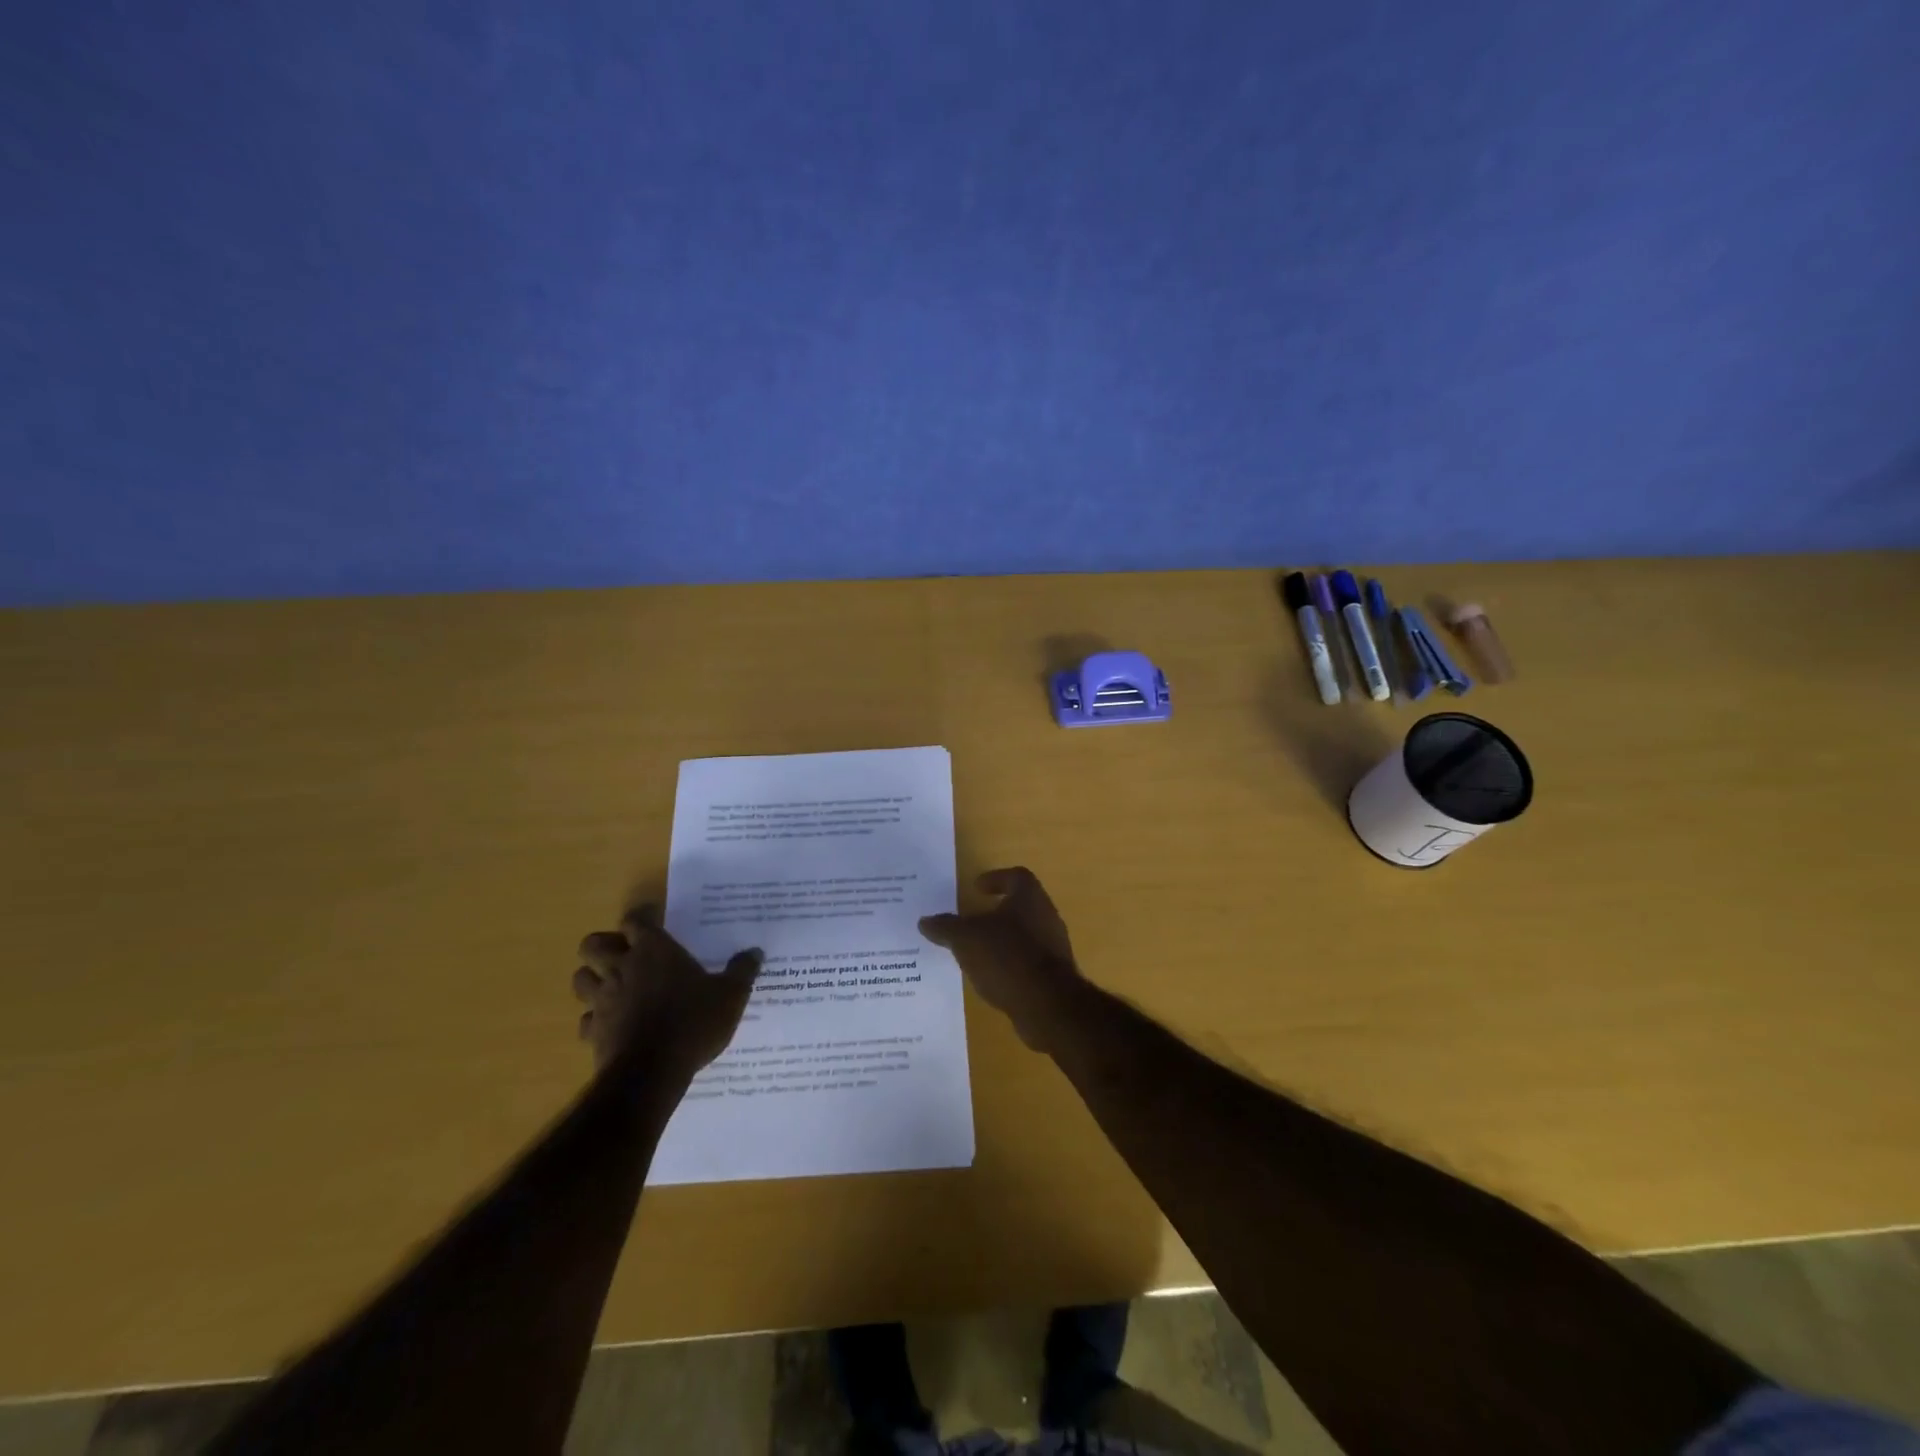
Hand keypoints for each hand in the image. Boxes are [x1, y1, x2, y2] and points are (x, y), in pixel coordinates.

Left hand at [572, 907, 760, 1076]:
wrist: (652, 1072)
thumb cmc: (693, 1021)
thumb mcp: (731, 995)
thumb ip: (742, 970)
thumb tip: (755, 952)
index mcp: (653, 950)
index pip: (635, 920)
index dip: (642, 918)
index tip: (654, 921)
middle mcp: (622, 968)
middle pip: (593, 944)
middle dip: (604, 946)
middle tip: (625, 954)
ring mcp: (603, 1000)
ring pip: (580, 979)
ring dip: (593, 979)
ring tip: (613, 985)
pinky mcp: (593, 1032)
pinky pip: (585, 1020)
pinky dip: (595, 1019)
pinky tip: (612, 1024)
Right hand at [918, 867, 1085, 1050]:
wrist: (1048, 1005)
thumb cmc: (1007, 957)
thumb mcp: (966, 939)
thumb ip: (946, 927)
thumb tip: (925, 921)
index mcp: (1030, 897)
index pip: (1016, 876)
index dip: (996, 879)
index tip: (976, 888)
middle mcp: (1046, 916)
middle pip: (1021, 906)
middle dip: (996, 912)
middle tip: (971, 920)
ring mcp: (1053, 947)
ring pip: (1024, 935)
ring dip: (1002, 939)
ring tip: (976, 951)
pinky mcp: (1054, 975)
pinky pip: (1027, 961)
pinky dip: (1009, 964)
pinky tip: (991, 977)